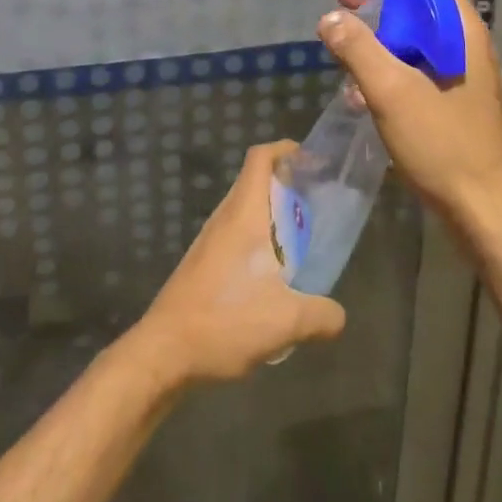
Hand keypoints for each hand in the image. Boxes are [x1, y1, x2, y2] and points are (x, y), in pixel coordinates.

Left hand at [131, 140, 345, 384]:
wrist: (162, 352)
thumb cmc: (224, 321)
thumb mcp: (286, 322)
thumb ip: (321, 315)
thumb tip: (338, 315)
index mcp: (244, 215)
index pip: (260, 158)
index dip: (285, 149)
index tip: (311, 161)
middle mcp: (224, 219)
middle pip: (254, 182)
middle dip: (285, 184)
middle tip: (315, 205)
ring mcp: (209, 242)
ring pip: (244, 211)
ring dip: (271, 216)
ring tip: (300, 243)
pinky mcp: (201, 265)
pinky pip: (234, 236)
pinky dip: (256, 241)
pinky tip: (271, 278)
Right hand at [320, 0, 501, 221]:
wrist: (487, 211)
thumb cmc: (443, 144)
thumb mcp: (391, 92)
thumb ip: (358, 49)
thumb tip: (332, 17)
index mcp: (461, 30)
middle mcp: (468, 45)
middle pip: (422, 3)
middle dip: (381, 0)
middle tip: (345, 7)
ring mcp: (465, 75)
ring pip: (419, 38)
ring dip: (382, 35)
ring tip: (347, 51)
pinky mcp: (458, 102)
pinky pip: (421, 69)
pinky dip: (393, 67)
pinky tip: (364, 91)